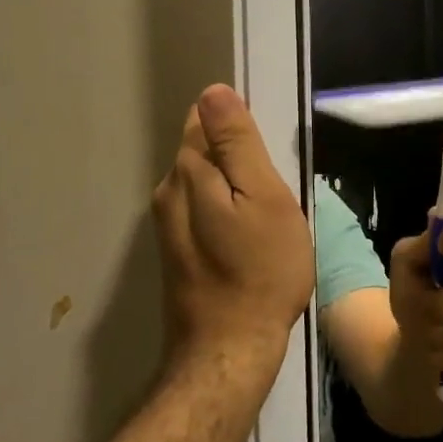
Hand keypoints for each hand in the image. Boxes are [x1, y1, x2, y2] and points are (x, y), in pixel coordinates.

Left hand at [152, 84, 313, 381]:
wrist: (229, 350)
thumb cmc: (260, 270)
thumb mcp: (263, 197)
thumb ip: (237, 143)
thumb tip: (214, 91)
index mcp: (189, 172)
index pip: (205, 119)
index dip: (239, 126)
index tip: (267, 151)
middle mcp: (168, 191)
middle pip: (203, 150)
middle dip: (237, 157)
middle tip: (274, 188)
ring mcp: (168, 224)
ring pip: (204, 182)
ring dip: (233, 186)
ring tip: (266, 214)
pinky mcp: (177, 251)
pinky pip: (202, 210)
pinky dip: (226, 211)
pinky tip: (248, 237)